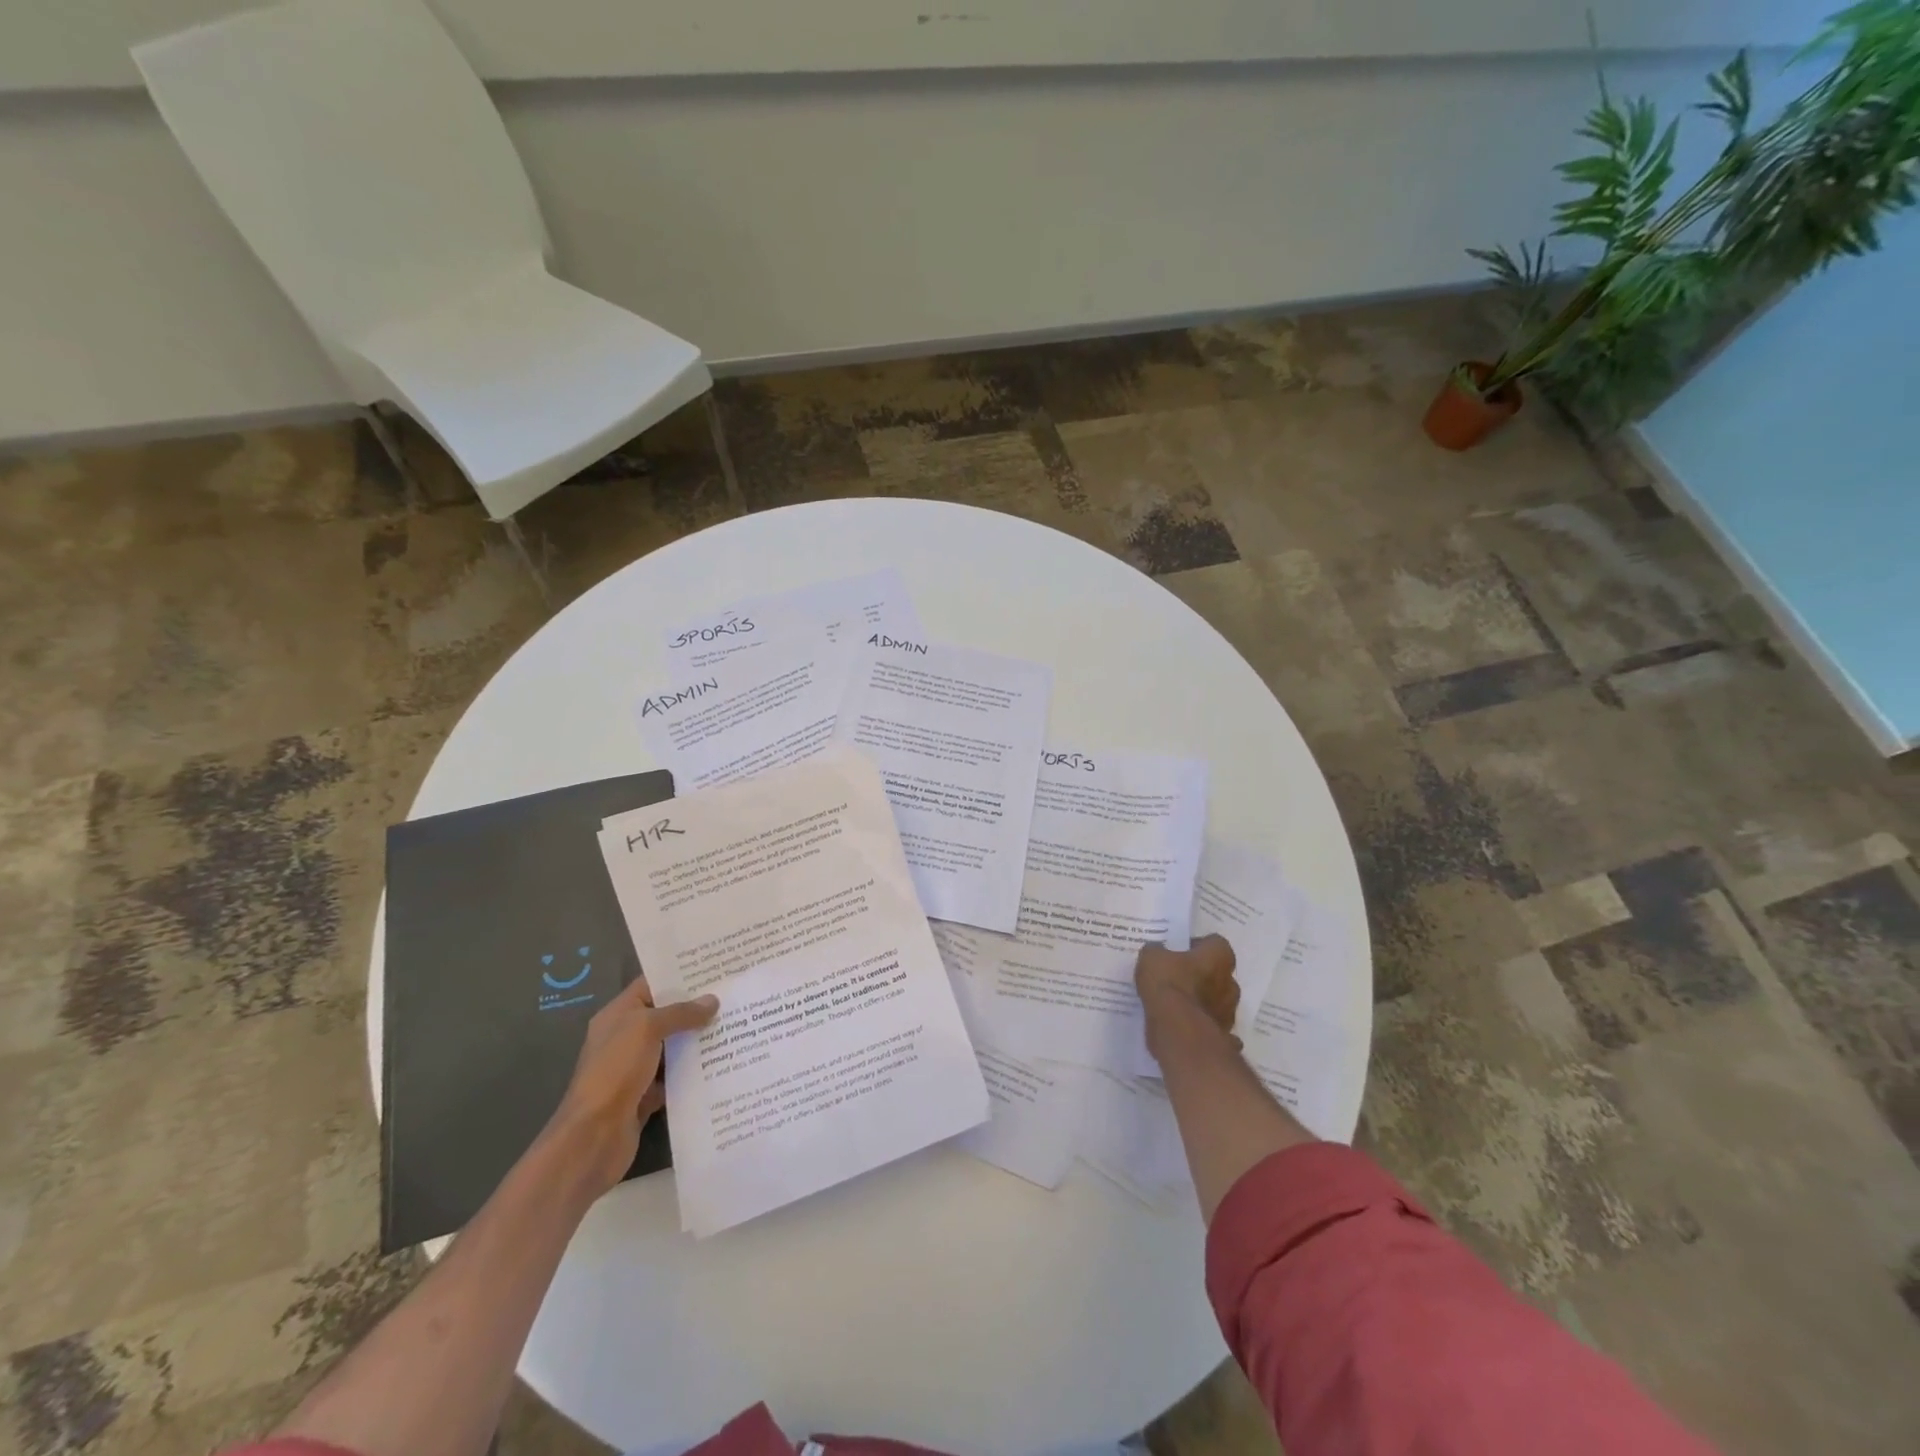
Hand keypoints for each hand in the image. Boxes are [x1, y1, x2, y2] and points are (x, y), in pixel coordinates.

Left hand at [548, 974, 718, 1196]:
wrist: (594, 1136)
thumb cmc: (615, 1070)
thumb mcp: (646, 1029)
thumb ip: (680, 1013)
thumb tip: (712, 1001)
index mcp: (618, 1016)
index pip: (650, 985)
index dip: (679, 976)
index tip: (714, 970)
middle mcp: (625, 1038)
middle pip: (664, 1016)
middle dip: (695, 1008)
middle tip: (732, 996)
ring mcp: (635, 1069)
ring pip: (672, 1047)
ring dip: (697, 1040)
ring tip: (735, 1025)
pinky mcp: (646, 1096)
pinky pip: (674, 1077)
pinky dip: (693, 1072)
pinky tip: (722, 1062)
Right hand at [1136, 935, 1239, 1043]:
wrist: (1177, 1030)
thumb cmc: (1168, 984)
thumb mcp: (1151, 958)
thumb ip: (1156, 952)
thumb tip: (1157, 951)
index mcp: (1218, 957)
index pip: (1215, 944)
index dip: (1198, 946)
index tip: (1180, 951)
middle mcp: (1230, 982)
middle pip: (1219, 973)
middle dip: (1202, 975)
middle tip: (1178, 976)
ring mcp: (1229, 1012)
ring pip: (1217, 1001)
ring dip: (1202, 1000)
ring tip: (1177, 1003)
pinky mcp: (1222, 1035)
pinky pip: (1211, 1024)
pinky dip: (1201, 1024)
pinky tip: (1183, 1024)